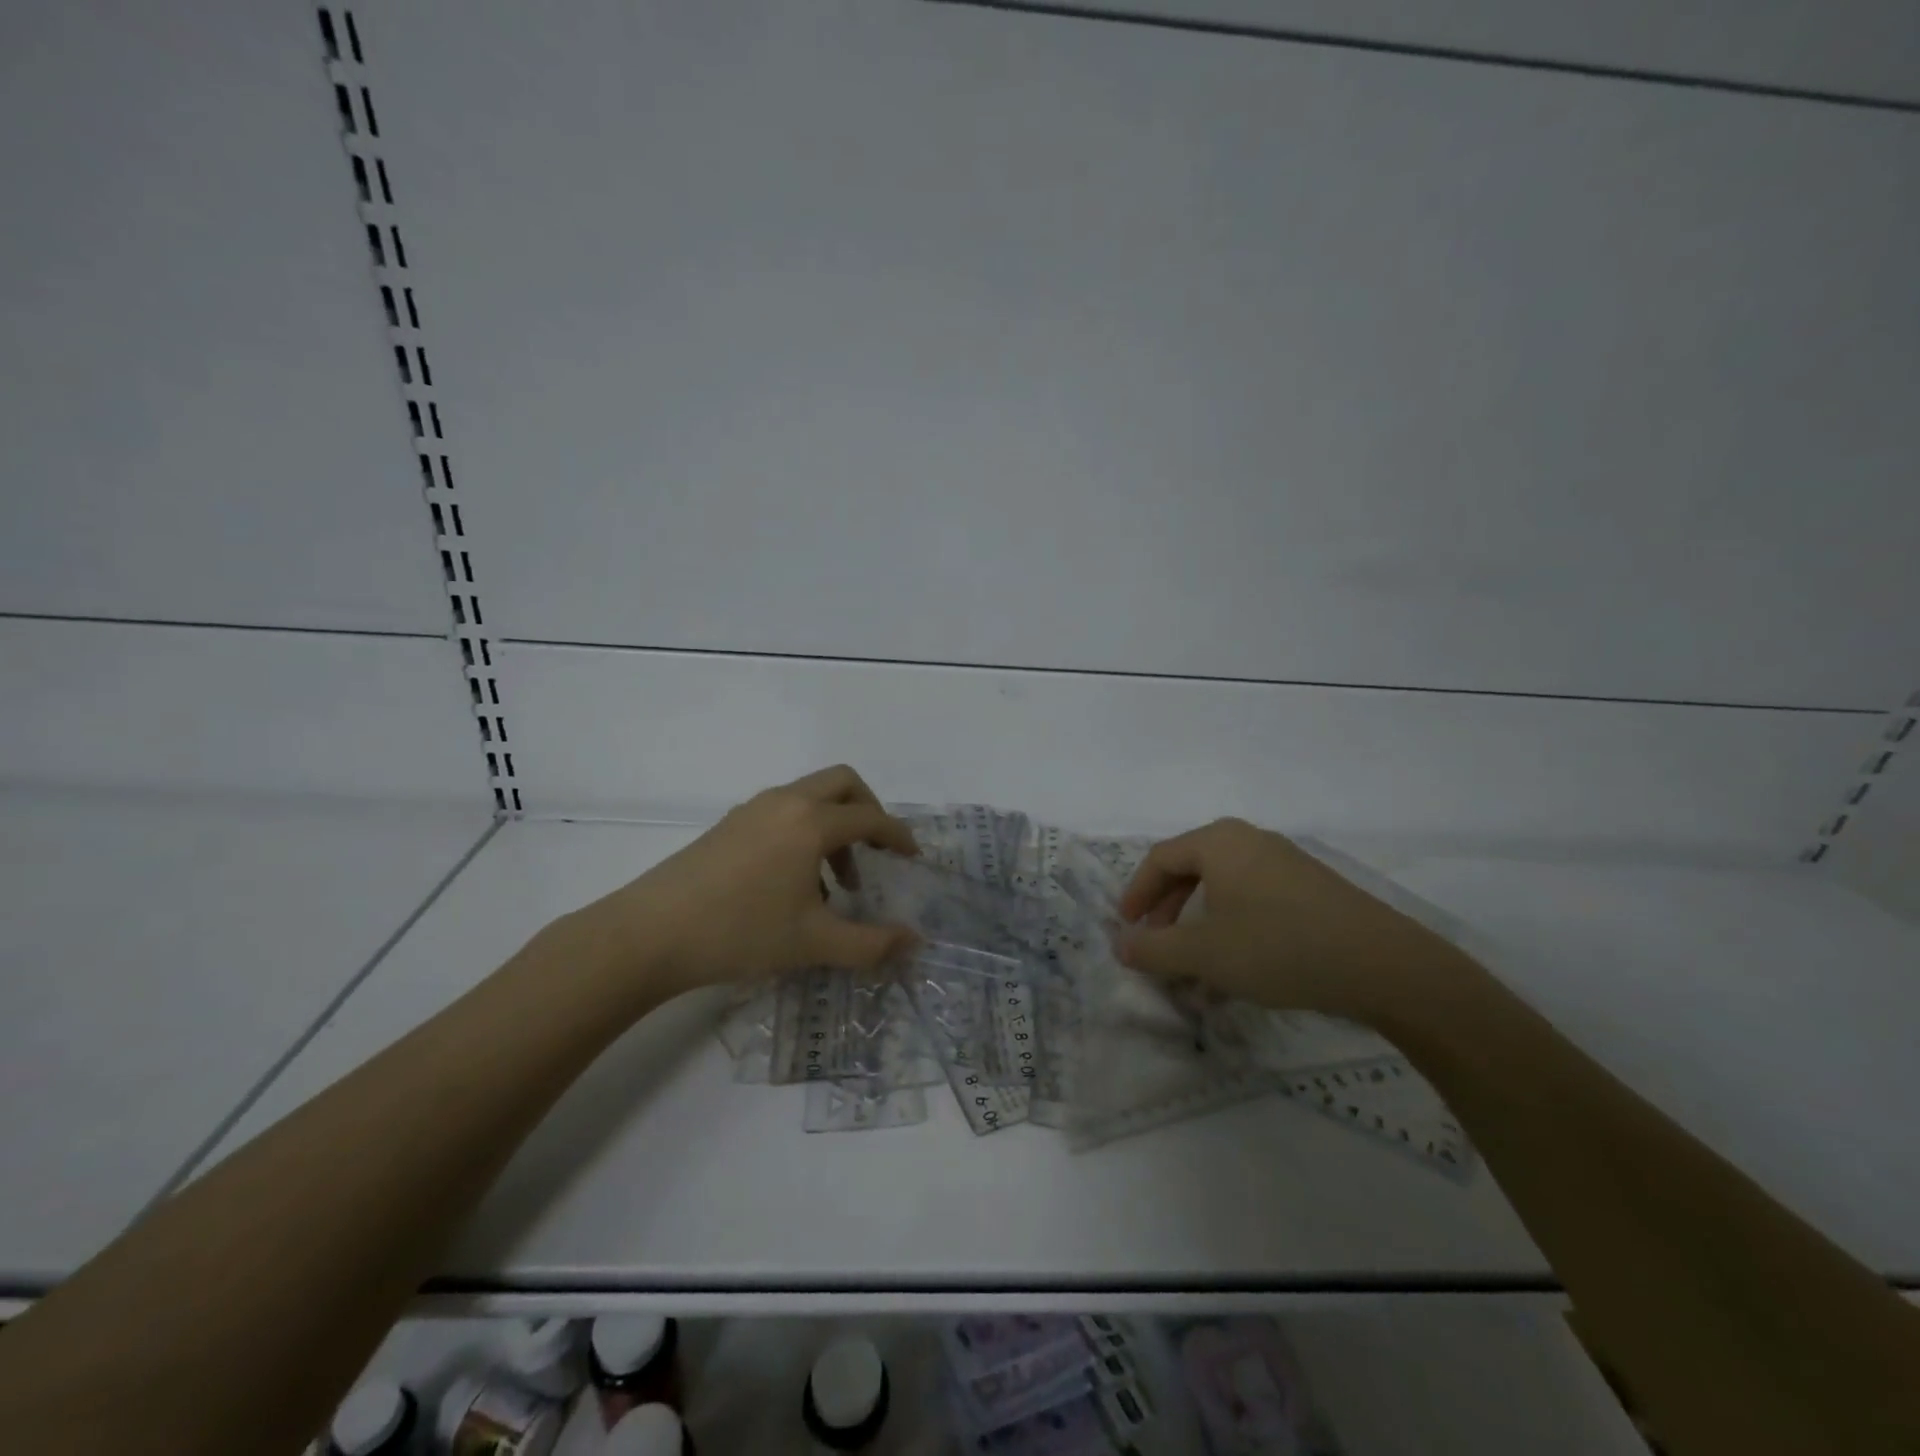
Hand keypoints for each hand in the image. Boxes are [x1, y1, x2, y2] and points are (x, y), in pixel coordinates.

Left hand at [568, 765, 920, 996]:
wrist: (649, 934)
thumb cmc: (740, 932)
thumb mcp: (813, 943)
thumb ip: (871, 944)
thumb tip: (914, 942)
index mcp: (810, 822)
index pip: (870, 818)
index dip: (897, 836)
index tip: (912, 857)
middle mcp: (785, 802)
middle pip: (842, 783)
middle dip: (868, 811)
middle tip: (874, 852)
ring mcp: (753, 809)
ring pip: (810, 797)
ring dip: (834, 825)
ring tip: (834, 883)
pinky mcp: (730, 824)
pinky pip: (783, 811)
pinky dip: (804, 831)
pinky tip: (794, 882)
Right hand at [1115, 818, 1481, 1025]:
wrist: (1383, 965)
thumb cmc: (1278, 947)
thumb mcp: (1204, 953)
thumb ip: (1154, 949)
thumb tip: (1120, 945)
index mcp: (1219, 842)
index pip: (1160, 859)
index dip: (1136, 894)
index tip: (1126, 929)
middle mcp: (1250, 841)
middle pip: (1191, 870)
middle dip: (1167, 911)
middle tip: (1157, 946)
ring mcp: (1285, 862)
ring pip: (1223, 889)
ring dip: (1200, 926)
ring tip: (1195, 968)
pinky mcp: (1311, 888)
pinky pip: (1254, 899)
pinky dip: (1233, 928)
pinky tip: (1238, 968)